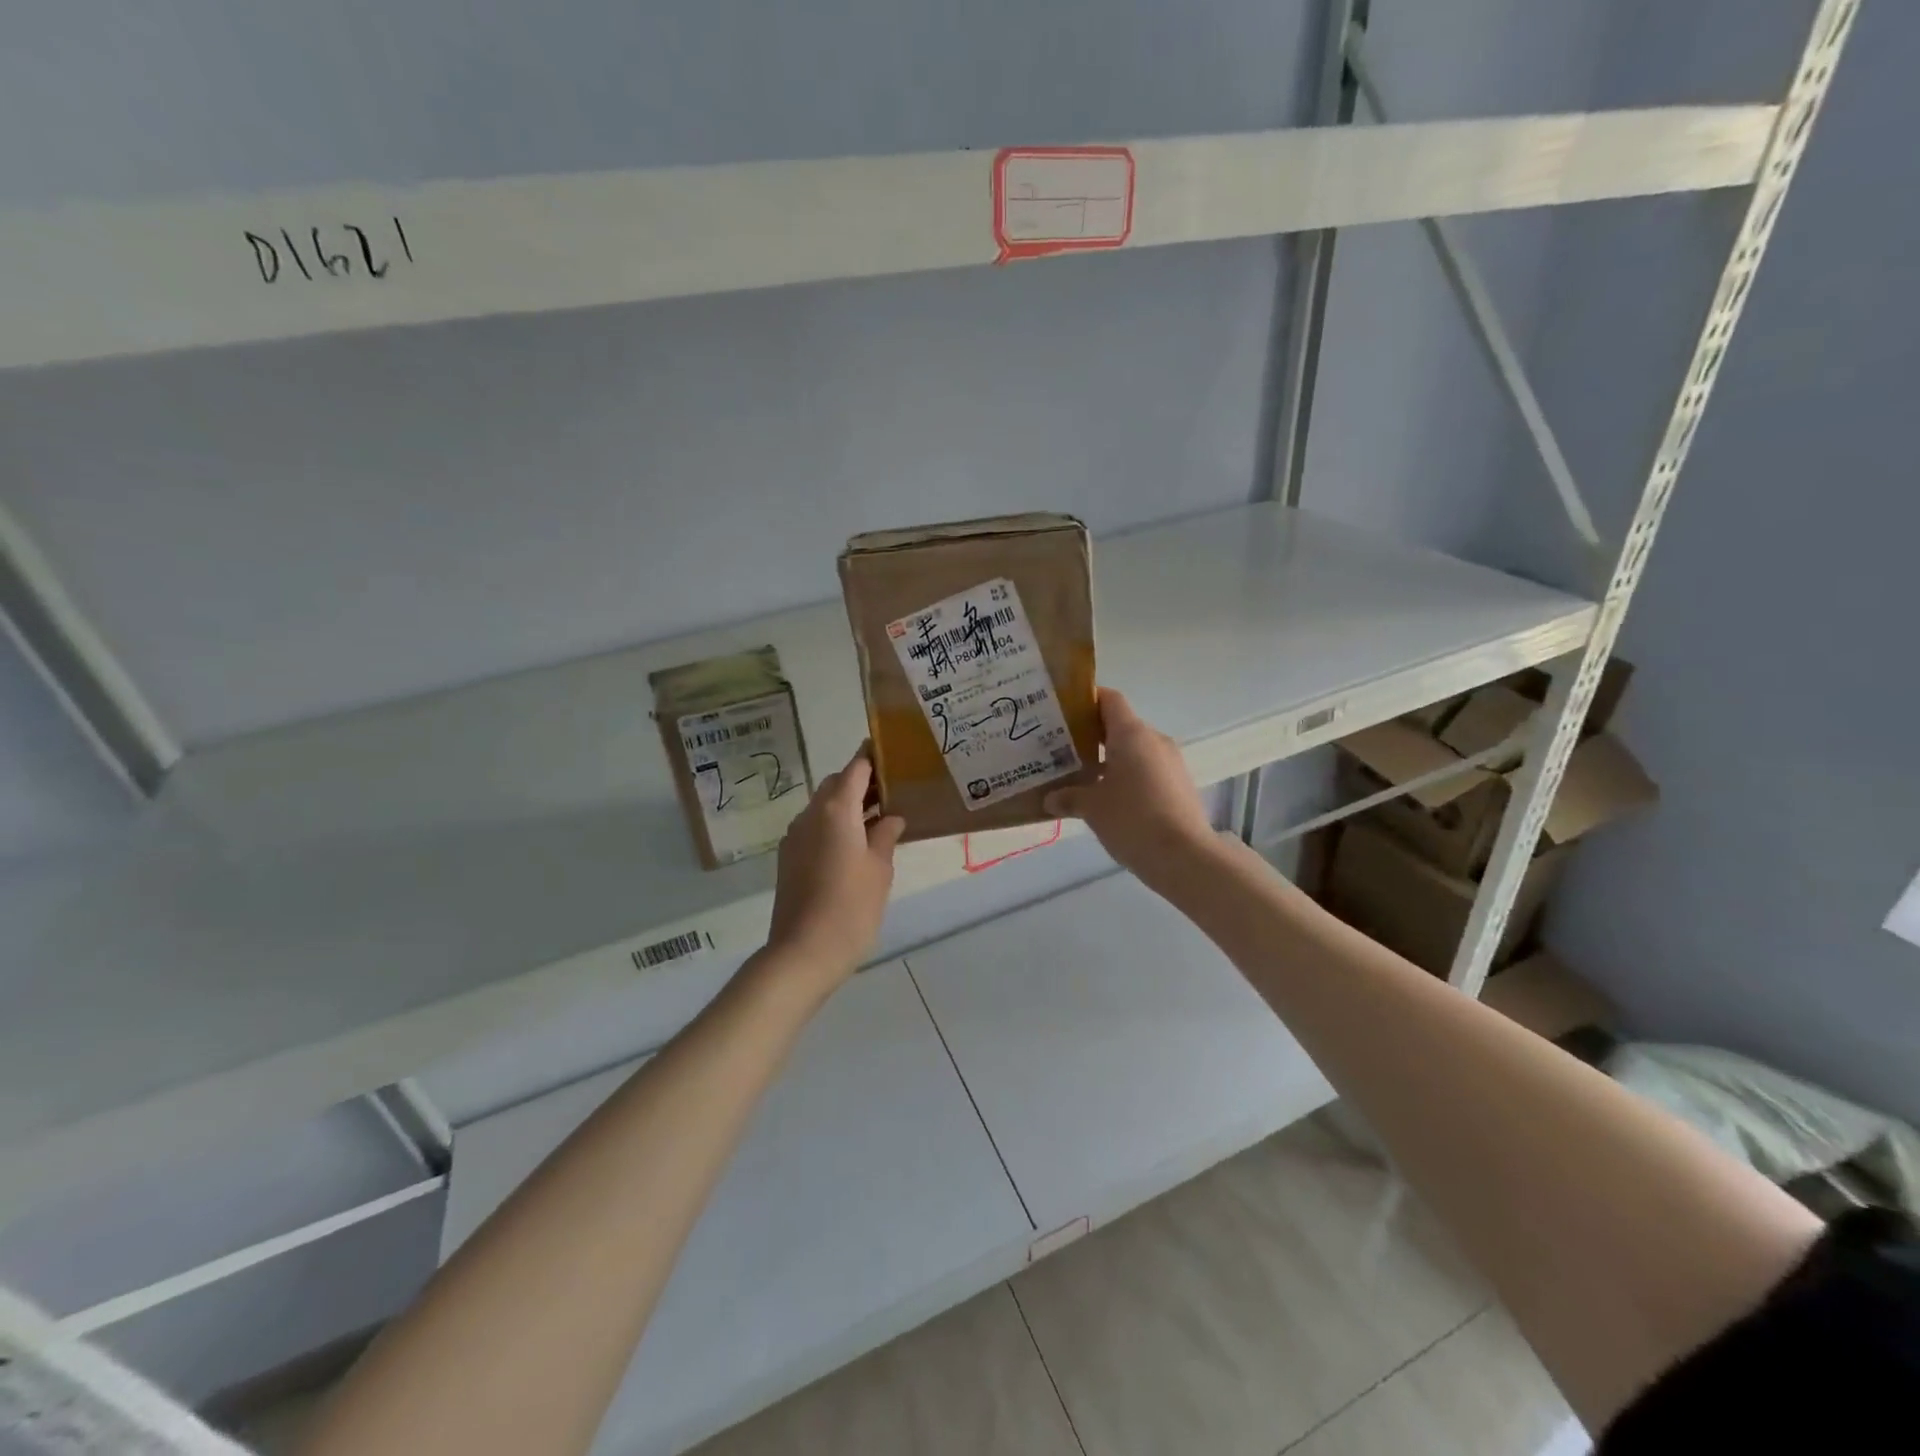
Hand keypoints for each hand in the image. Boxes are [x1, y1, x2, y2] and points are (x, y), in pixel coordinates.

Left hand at [763, 746, 906, 992]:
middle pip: (837, 784)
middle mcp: (811, 814)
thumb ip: (886, 836)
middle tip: (892, 792)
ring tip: (879, 819)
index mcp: (837, 810)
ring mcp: (795, 836)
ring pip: (824, 806)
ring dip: (848, 805)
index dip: (873, 757)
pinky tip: (855, 846)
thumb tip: (891, 818)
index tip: (893, 753)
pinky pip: (815, 828)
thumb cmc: (851, 907)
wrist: (803, 952)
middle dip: (862, 782)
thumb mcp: (879, 869)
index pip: (855, 768)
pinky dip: (835, 825)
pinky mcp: (788, 858)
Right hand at [1045, 688, 1217, 887]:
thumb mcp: (1092, 808)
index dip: (1086, 700)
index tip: (1062, 711)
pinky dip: (1126, 776)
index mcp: (1131, 734)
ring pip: (1134, 750)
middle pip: (1120, 725)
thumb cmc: (1133, 820)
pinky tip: (1108, 799)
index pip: (1109, 699)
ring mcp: (1171, 763)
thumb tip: (1050, 798)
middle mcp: (1154, 740)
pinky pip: (1146, 770)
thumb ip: (1069, 797)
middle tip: (1061, 749)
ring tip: (1081, 777)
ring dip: (1109, 759)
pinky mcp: (1178, 786)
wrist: (1185, 857)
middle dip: (1091, 735)